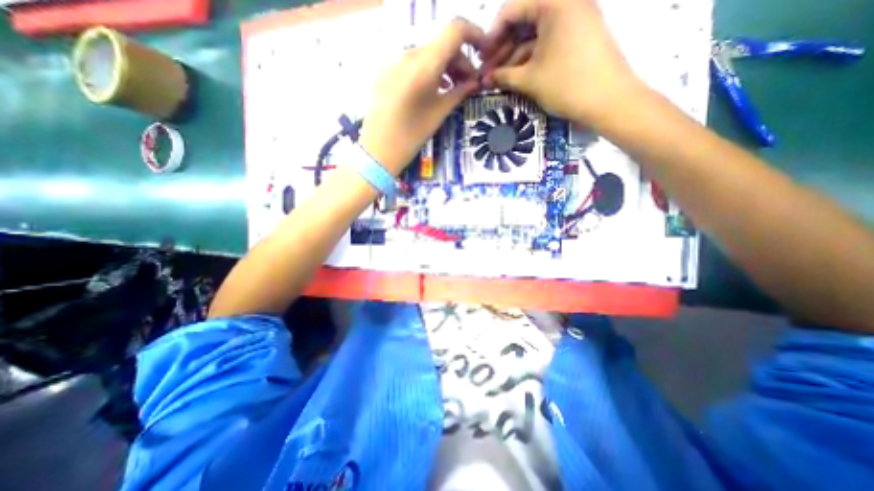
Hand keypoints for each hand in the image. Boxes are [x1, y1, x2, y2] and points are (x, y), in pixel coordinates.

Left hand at [361, 20, 484, 175]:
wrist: (378, 151)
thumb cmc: (411, 136)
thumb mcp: (439, 114)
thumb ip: (459, 92)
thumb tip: (474, 81)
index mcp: (424, 64)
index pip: (455, 30)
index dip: (475, 35)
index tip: (484, 54)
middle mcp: (408, 54)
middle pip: (441, 44)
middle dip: (460, 59)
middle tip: (470, 83)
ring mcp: (395, 62)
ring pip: (428, 54)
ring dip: (445, 66)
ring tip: (453, 88)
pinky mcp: (387, 72)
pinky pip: (413, 63)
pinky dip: (429, 70)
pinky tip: (434, 89)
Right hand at [482, 0, 643, 128]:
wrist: (609, 100)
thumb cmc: (566, 84)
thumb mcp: (529, 80)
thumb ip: (502, 76)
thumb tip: (484, 79)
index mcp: (554, 2)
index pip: (511, 10)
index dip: (492, 36)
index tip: (481, 58)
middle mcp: (566, 3)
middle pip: (524, 22)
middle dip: (502, 49)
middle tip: (488, 72)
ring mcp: (575, 19)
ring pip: (535, 35)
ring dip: (514, 57)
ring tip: (498, 79)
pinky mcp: (579, 36)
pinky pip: (548, 43)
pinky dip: (531, 58)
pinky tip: (517, 76)